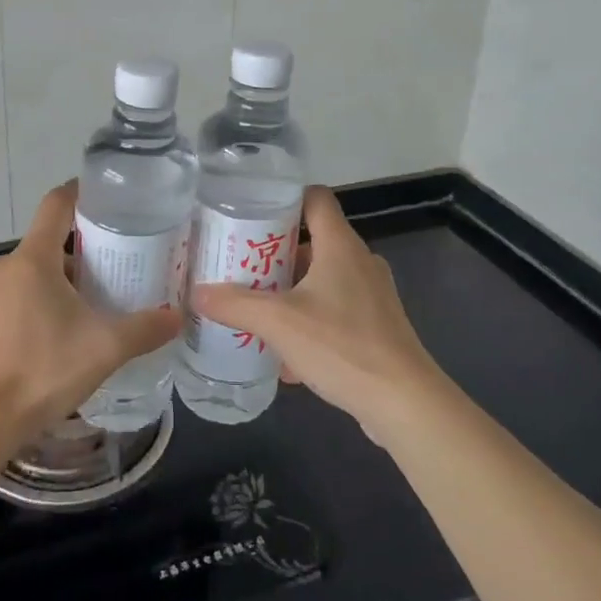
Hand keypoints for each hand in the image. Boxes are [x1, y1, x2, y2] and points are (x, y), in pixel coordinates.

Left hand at [0, 183, 180, 448]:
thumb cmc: (40, 373)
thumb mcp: (103, 350)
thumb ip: (144, 329)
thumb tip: (178, 316)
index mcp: (32, 259)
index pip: (57, 204)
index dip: (81, 194)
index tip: (106, 199)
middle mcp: (2, 267)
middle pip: (45, 245)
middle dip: (77, 255)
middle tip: (109, 274)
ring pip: (26, 276)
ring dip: (53, 286)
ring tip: (82, 313)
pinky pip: (7, 301)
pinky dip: (29, 308)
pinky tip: (46, 342)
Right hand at [191, 186, 443, 441]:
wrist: (404, 403)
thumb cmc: (341, 346)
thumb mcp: (278, 323)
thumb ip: (235, 305)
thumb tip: (196, 292)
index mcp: (340, 245)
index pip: (315, 198)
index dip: (284, 198)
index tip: (251, 213)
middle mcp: (359, 261)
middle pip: (313, 239)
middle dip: (275, 253)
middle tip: (240, 265)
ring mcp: (372, 294)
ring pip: (322, 278)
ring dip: (290, 289)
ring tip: (256, 307)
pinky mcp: (377, 326)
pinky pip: (335, 309)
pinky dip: (309, 319)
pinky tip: (285, 352)